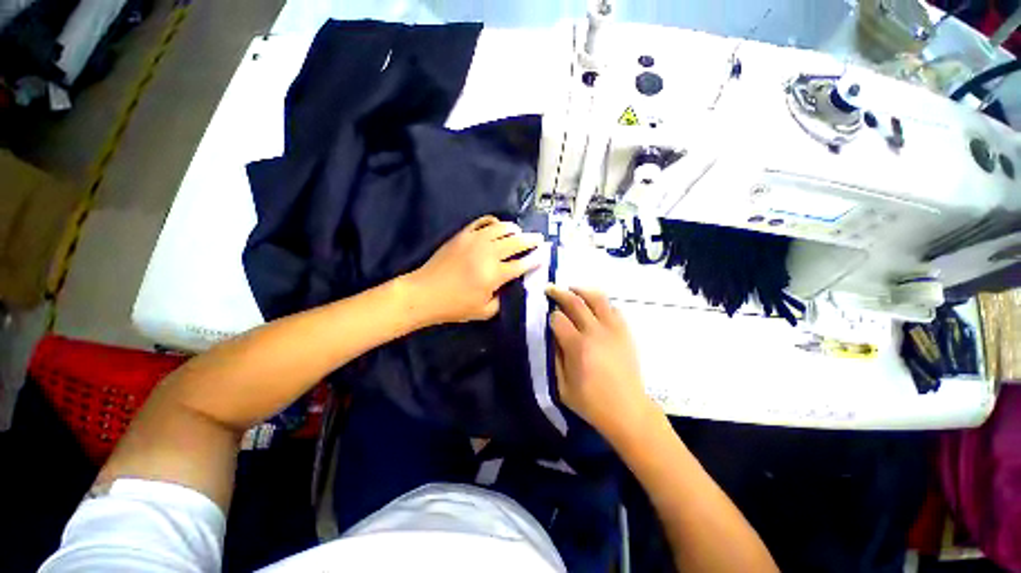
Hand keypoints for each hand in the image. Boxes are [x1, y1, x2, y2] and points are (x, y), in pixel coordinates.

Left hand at [406, 216, 542, 325]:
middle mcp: (488, 254)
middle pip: (516, 242)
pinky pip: (481, 222)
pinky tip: (497, 225)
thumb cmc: (454, 306)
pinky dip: (493, 221)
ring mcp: (474, 241)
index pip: (522, 264)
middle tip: (539, 239)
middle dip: (531, 240)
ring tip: (520, 232)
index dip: (535, 259)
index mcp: (494, 275)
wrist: (424, 293)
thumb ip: (502, 299)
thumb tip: (510, 287)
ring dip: (514, 229)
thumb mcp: (484, 311)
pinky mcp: (462, 235)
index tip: (544, 254)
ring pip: (501, 228)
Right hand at [547, 286, 656, 441]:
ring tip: (572, 290)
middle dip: (559, 293)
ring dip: (581, 290)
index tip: (548, 319)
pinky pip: (614, 308)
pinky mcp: (625, 332)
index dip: (550, 316)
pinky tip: (594, 307)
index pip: (558, 318)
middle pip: (575, 302)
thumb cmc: (591, 402)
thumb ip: (554, 357)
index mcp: (577, 346)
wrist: (628, 410)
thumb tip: (552, 335)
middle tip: (550, 289)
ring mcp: (613, 330)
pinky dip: (602, 303)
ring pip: (597, 298)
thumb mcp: (562, 386)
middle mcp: (595, 332)